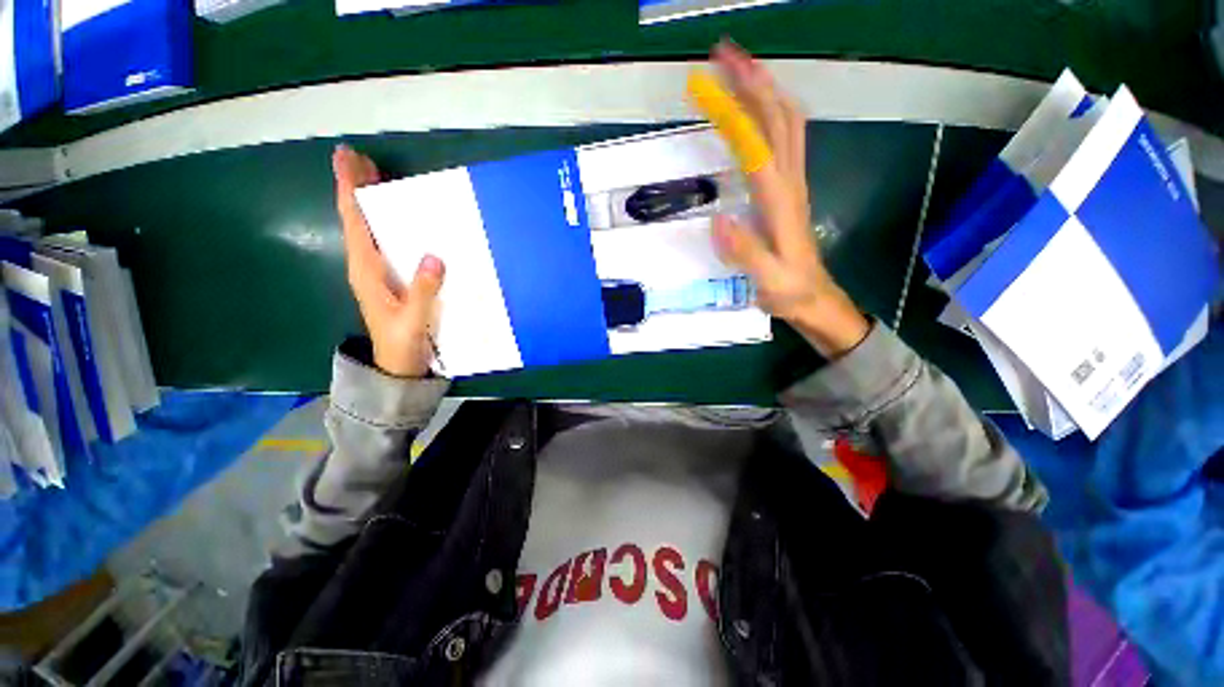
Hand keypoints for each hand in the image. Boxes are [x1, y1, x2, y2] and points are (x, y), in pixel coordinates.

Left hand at [333, 145, 444, 377]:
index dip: (348, 189)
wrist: (396, 364)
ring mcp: (375, 271)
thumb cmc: (402, 343)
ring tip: (374, 175)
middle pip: (355, 218)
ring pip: (366, 228)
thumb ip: (423, 289)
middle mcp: (364, 265)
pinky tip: (393, 215)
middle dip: (354, 187)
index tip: (347, 158)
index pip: (354, 222)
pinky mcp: (386, 278)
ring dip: (367, 201)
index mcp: (366, 270)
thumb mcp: (413, 319)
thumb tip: (434, 255)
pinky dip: (382, 221)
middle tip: (360, 157)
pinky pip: (380, 240)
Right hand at [707, 42, 869, 357]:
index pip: (761, 142)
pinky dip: (770, 114)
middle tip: (725, 54)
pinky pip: (785, 141)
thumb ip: (745, 252)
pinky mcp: (790, 190)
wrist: (817, 299)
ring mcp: (793, 183)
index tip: (717, 76)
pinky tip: (755, 110)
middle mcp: (790, 182)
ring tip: (738, 69)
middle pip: (780, 118)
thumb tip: (718, 219)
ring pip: (787, 123)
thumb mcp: (769, 280)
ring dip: (765, 90)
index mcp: (781, 201)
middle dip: (755, 80)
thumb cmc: (791, 291)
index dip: (740, 106)